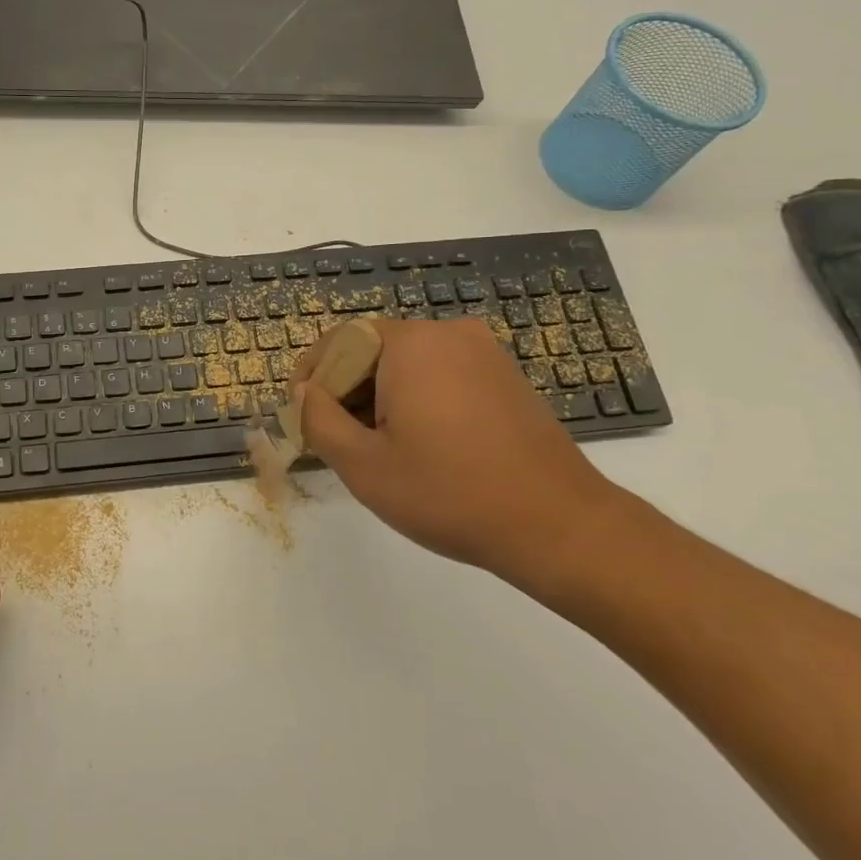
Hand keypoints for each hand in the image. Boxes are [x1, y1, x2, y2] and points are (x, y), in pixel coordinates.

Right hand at [294, 317, 621, 574]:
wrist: (559, 526)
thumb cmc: (450, 493)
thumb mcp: (363, 465)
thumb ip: (318, 420)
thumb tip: (304, 393)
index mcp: (411, 343)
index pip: (341, 339)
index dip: (312, 373)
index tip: (301, 413)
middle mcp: (448, 333)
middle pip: (374, 348)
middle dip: (346, 388)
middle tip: (336, 437)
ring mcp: (484, 353)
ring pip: (408, 363)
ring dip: (380, 395)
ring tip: (376, 447)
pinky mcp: (506, 377)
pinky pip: (442, 374)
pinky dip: (417, 398)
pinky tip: (420, 444)